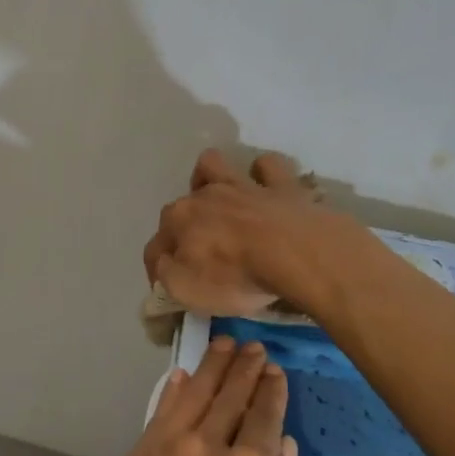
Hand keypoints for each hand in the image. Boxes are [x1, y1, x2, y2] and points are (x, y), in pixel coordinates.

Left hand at [80, 337, 302, 455]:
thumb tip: (284, 447)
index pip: (263, 418)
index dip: (271, 392)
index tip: (275, 370)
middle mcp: (206, 447)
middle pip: (229, 397)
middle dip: (244, 369)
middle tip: (253, 347)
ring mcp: (164, 449)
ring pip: (192, 395)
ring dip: (210, 368)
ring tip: (222, 345)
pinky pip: (158, 414)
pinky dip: (172, 392)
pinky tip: (179, 379)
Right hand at [143, 149, 372, 317]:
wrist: (297, 254)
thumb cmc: (237, 276)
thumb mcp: (187, 290)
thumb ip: (166, 274)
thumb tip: (163, 263)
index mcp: (179, 219)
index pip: (157, 244)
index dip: (160, 264)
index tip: (169, 283)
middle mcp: (206, 195)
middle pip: (184, 203)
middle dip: (186, 221)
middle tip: (201, 249)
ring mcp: (244, 186)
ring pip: (216, 165)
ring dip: (212, 177)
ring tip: (220, 198)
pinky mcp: (282, 185)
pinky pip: (268, 166)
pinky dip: (263, 174)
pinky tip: (266, 188)